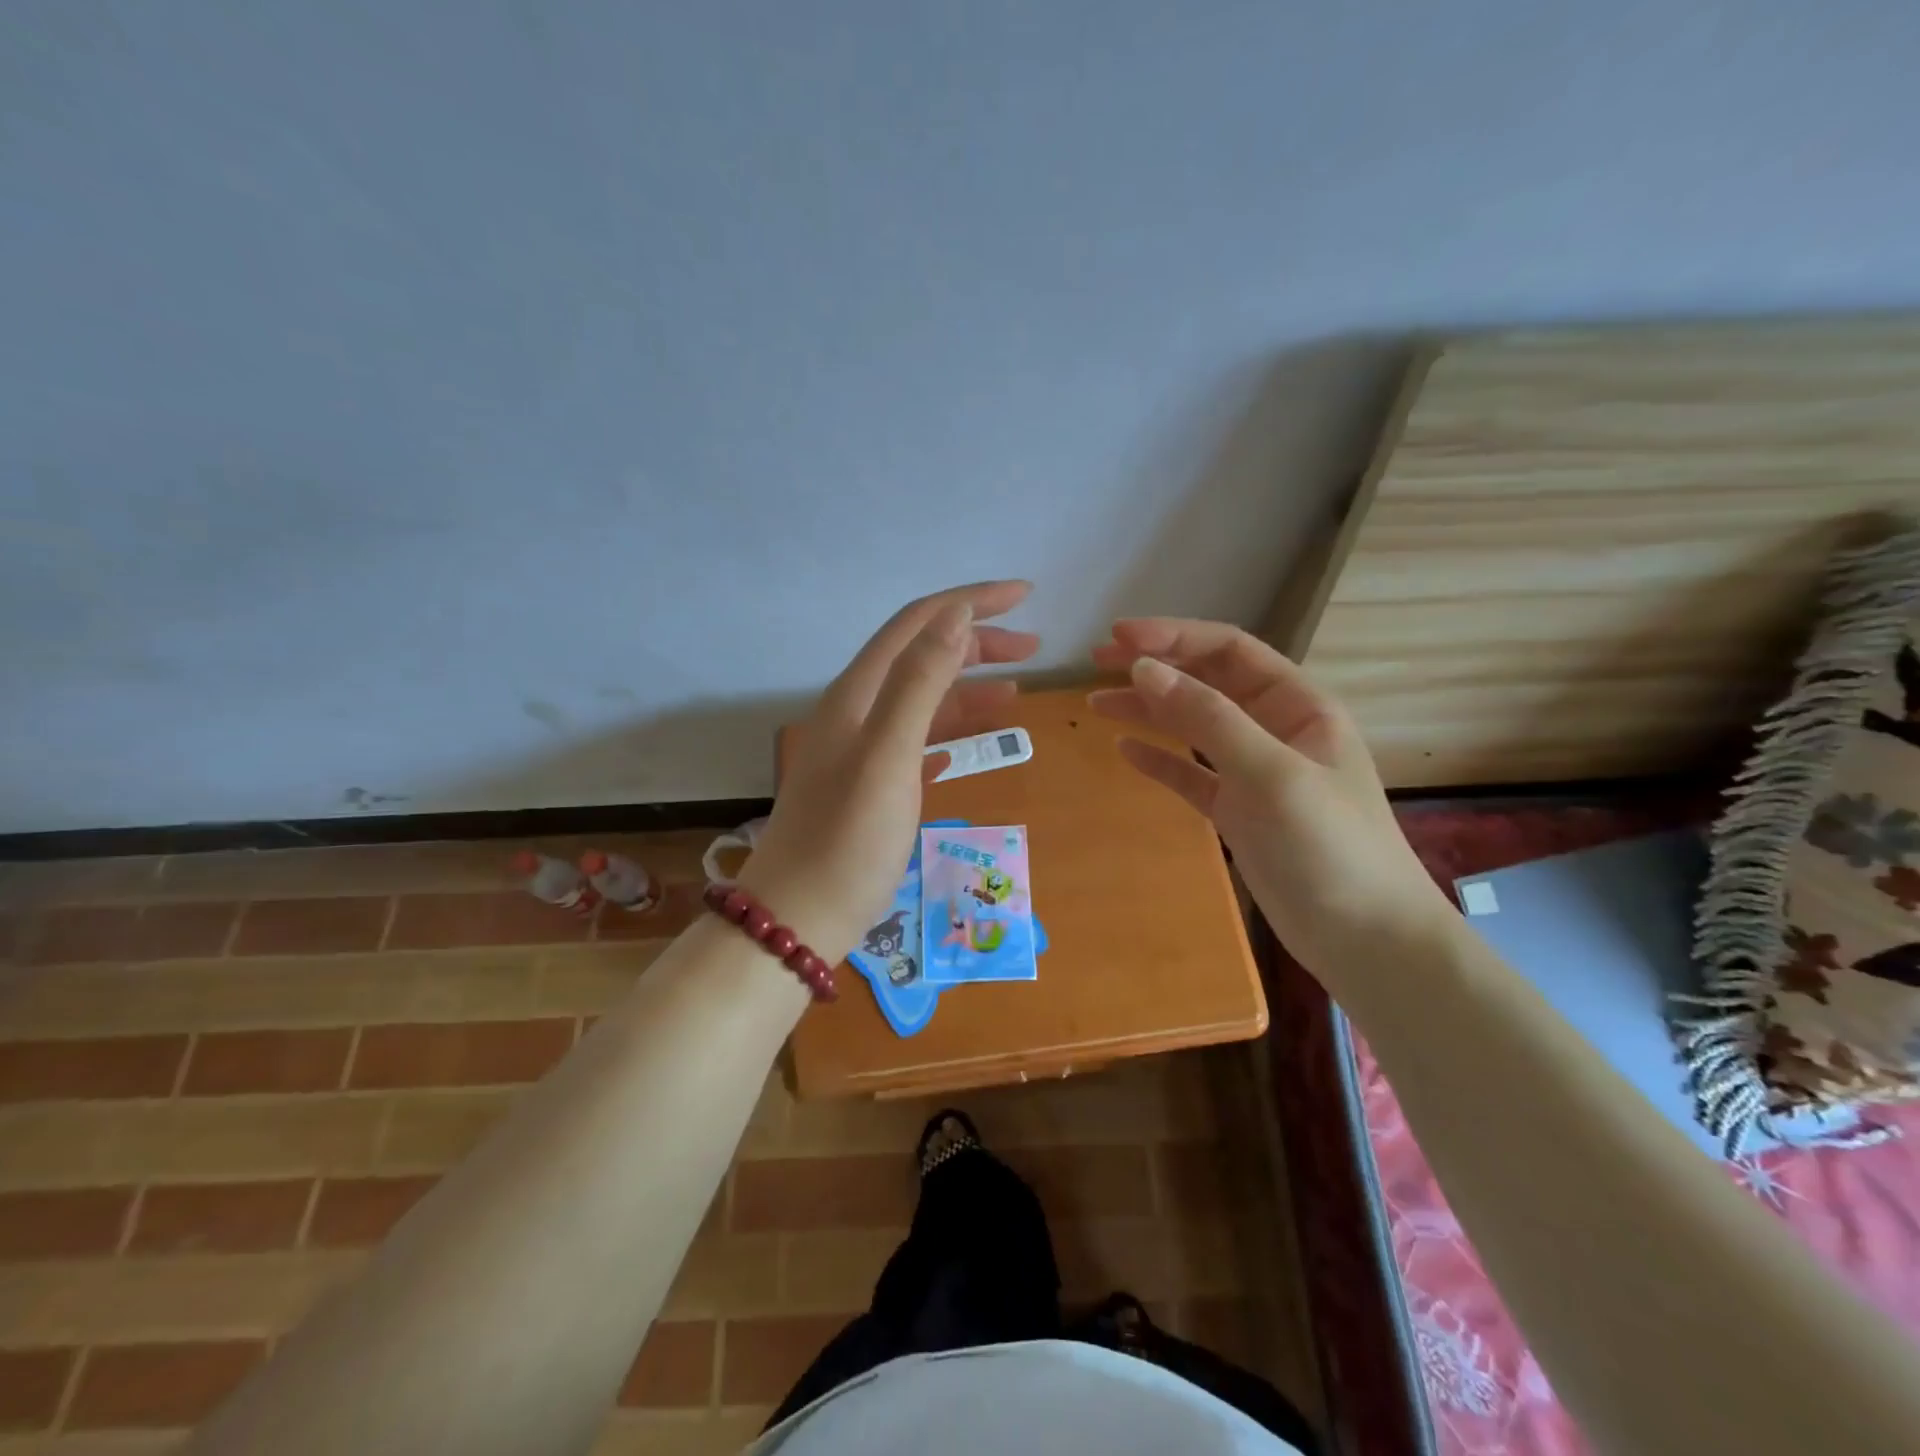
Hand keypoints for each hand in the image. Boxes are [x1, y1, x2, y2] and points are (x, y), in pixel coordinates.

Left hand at [740, 582, 1039, 964]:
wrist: (798, 918)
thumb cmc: (847, 840)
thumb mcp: (888, 755)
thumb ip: (919, 682)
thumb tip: (956, 615)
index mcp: (858, 694)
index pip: (918, 623)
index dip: (970, 602)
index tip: (1026, 596)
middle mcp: (856, 711)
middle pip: (921, 656)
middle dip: (977, 643)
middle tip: (1035, 650)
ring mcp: (861, 750)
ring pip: (922, 700)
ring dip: (968, 688)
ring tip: (1017, 692)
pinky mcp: (870, 785)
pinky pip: (917, 740)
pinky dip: (949, 730)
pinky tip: (971, 744)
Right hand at [1088, 618, 1450, 971]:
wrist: (1366, 940)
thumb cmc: (1330, 846)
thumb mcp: (1269, 772)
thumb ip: (1207, 717)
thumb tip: (1143, 668)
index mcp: (1298, 705)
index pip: (1229, 651)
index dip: (1174, 637)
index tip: (1118, 637)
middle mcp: (1274, 729)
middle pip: (1206, 682)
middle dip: (1154, 666)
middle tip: (1096, 662)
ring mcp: (1254, 772)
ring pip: (1192, 726)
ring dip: (1147, 710)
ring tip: (1095, 703)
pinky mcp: (1238, 812)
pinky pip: (1190, 773)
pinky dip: (1159, 759)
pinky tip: (1125, 750)